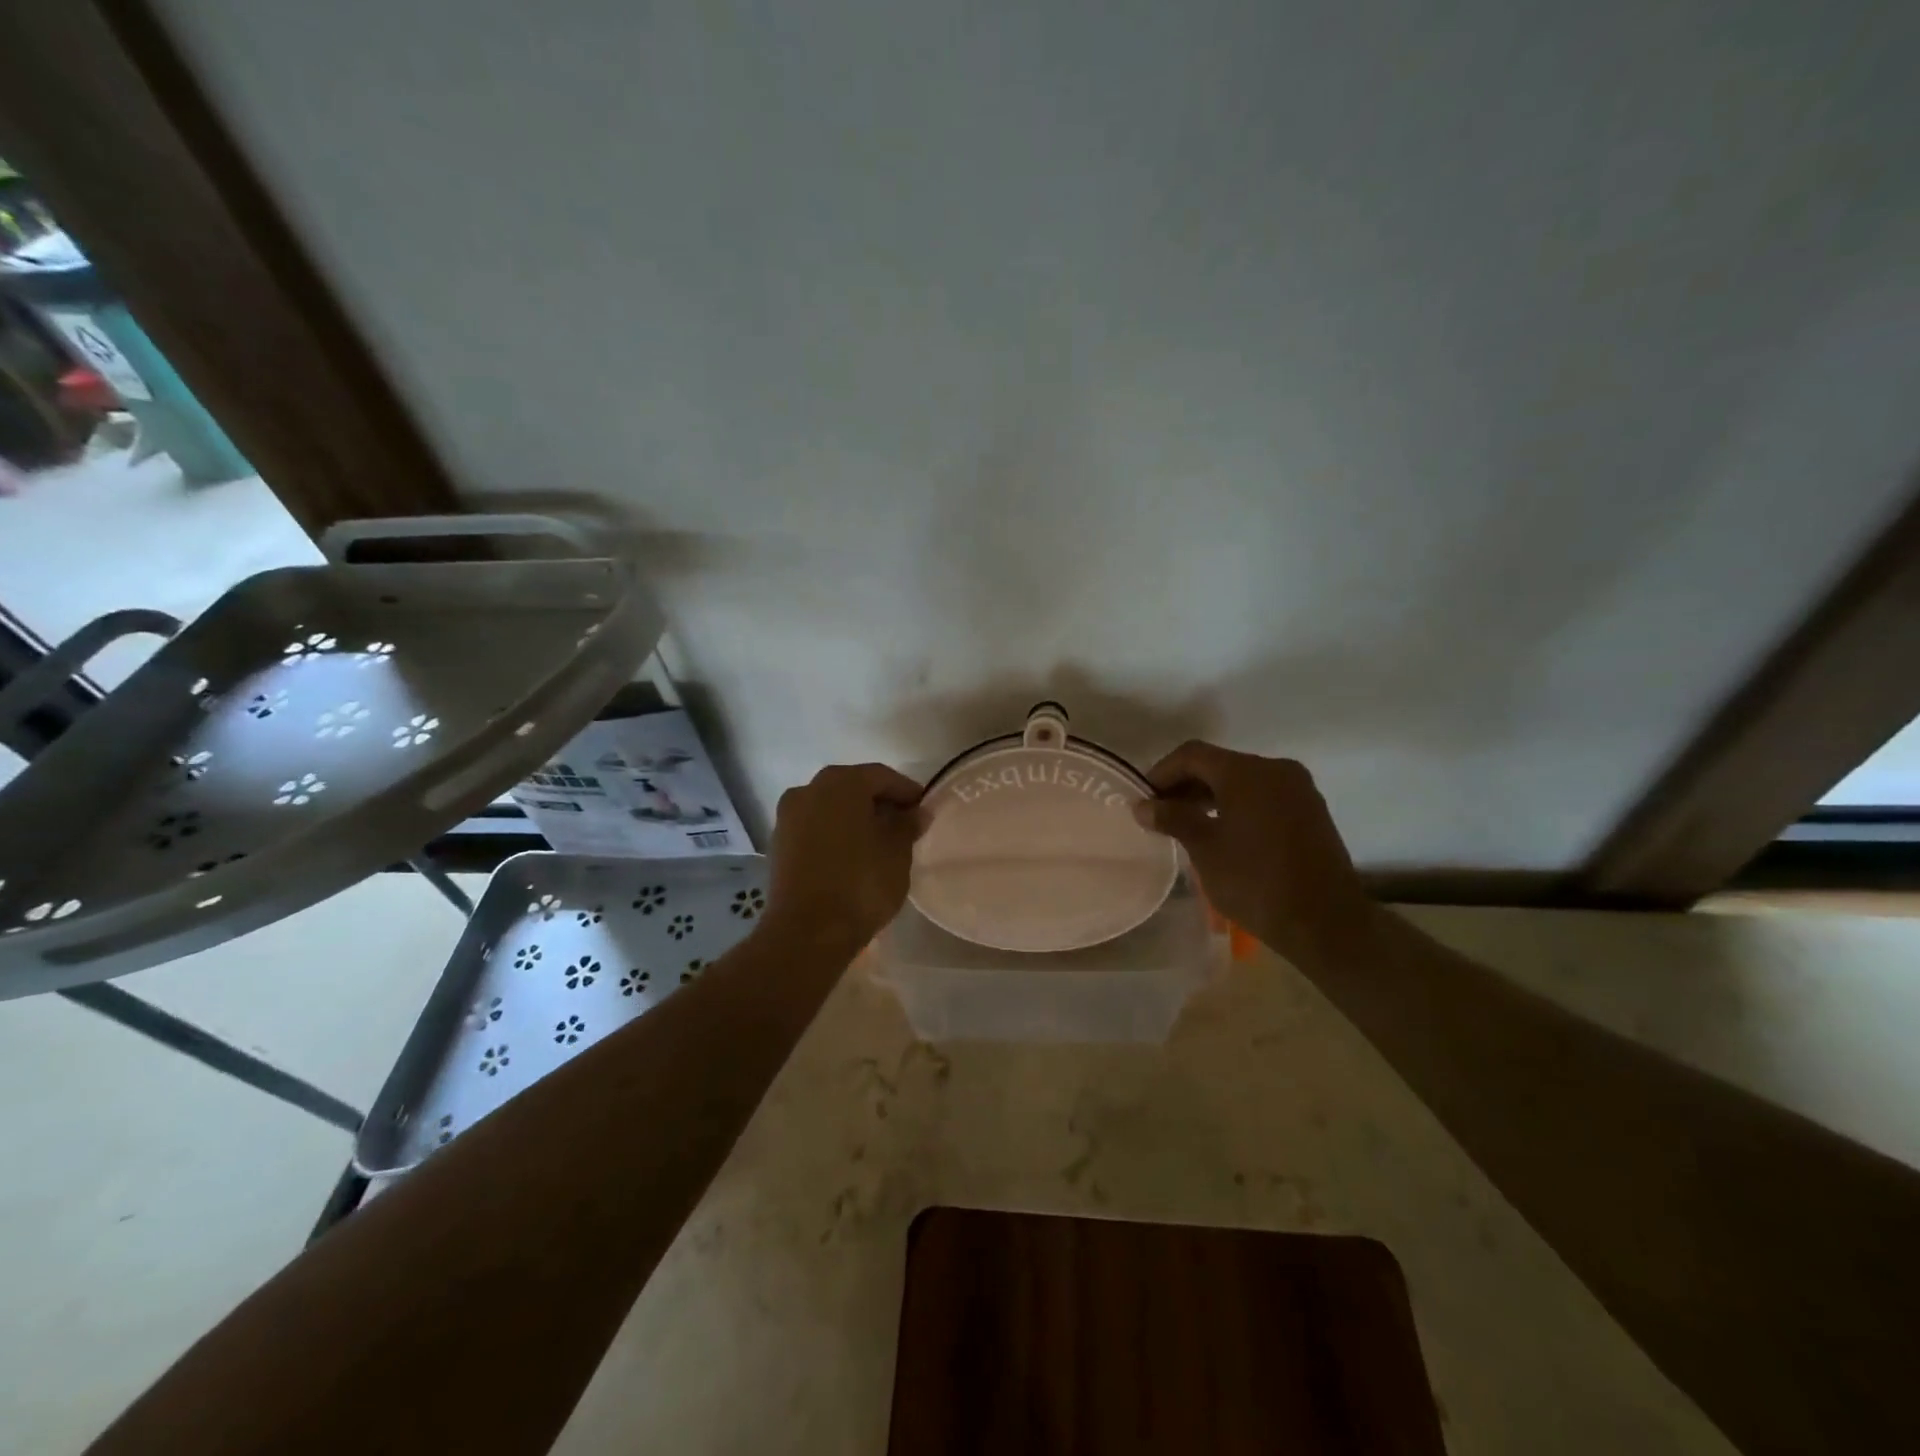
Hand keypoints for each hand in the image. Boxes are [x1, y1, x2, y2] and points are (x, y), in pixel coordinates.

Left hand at [764, 762, 924, 949]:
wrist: (806, 932)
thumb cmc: (860, 884)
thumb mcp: (897, 853)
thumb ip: (907, 825)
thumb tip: (916, 812)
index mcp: (841, 783)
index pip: (882, 776)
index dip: (907, 791)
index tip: (924, 810)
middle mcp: (809, 789)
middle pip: (853, 788)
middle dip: (879, 803)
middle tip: (904, 826)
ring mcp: (788, 816)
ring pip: (831, 808)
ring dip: (855, 819)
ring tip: (879, 844)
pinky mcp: (779, 844)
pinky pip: (815, 829)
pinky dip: (835, 835)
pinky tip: (852, 857)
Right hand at [1134, 741, 1374, 966]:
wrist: (1326, 922)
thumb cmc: (1256, 882)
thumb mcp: (1205, 849)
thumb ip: (1173, 819)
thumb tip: (1142, 806)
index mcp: (1247, 772)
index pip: (1192, 755)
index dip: (1162, 772)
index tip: (1144, 799)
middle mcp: (1275, 769)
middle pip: (1218, 764)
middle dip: (1186, 784)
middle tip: (1161, 813)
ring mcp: (1297, 789)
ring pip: (1242, 780)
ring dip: (1210, 795)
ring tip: (1187, 824)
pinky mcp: (1310, 810)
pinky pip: (1263, 795)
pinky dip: (1237, 804)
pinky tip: (1222, 831)